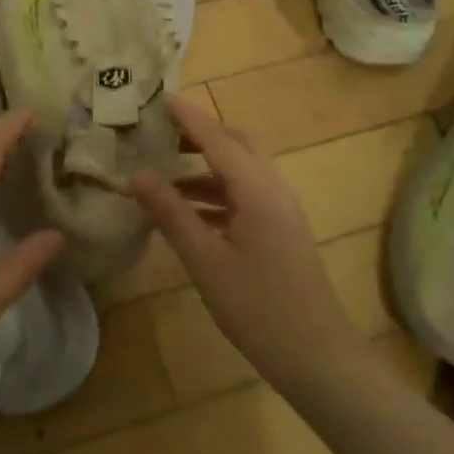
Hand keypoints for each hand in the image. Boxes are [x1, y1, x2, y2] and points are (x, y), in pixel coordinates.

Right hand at [130, 95, 364, 396]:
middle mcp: (273, 190)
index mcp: (257, 190)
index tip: (159, 97)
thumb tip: (136, 175)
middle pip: (235, 146)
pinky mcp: (279, 232)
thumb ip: (171, 213)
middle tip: (158, 133)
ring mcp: (280, 211)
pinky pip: (244, 196)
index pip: (217, 139)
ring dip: (204, 166)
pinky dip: (215, 193)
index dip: (188, 117)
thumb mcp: (206, 260)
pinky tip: (186, 210)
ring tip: (162, 172)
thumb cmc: (258, 307)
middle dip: (198, 135)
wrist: (317, 356)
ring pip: (240, 172)